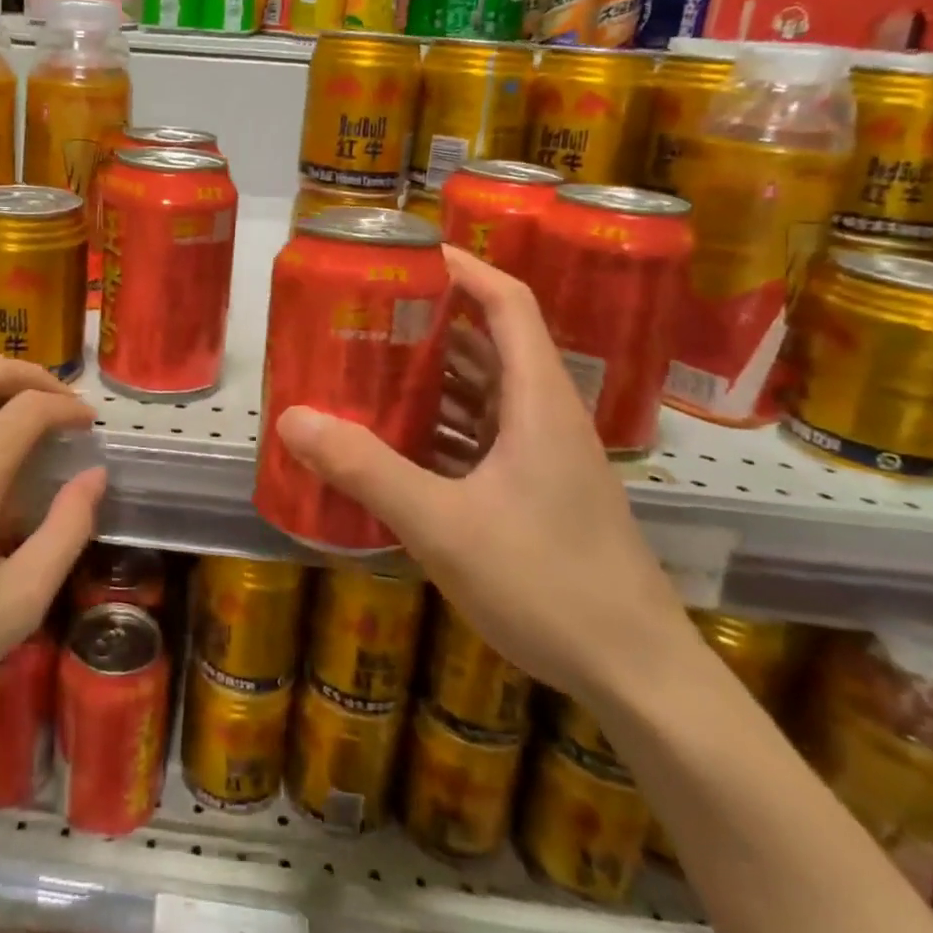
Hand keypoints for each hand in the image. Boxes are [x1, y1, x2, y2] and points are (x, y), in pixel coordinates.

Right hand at [274, 246, 687, 702]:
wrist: (639, 677)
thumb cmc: (548, 583)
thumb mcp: (442, 524)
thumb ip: (366, 469)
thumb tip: (292, 419)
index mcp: (537, 400)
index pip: (509, 302)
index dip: (464, 269)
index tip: (409, 255)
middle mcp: (546, 416)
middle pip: (491, 344)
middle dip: (432, 323)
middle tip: (368, 316)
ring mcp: (547, 458)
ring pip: (487, 394)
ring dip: (435, 378)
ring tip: (371, 369)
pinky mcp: (541, 493)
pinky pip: (485, 438)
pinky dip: (444, 428)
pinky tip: (399, 444)